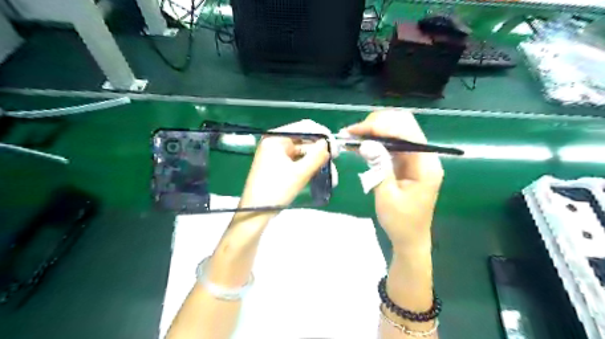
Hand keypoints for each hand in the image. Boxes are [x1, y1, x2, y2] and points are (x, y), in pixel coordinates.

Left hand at [239, 120, 329, 213]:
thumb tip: (329, 143)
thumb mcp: (299, 173)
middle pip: (305, 140)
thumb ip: (316, 156)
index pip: (305, 127)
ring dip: (318, 163)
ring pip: (304, 153)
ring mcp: (278, 154)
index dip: (322, 135)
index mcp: (277, 138)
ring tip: (332, 177)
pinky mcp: (280, 165)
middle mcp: (277, 142)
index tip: (335, 148)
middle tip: (334, 162)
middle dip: (321, 152)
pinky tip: (321, 177)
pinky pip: (299, 162)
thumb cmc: (275, 190)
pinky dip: (310, 168)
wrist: (255, 213)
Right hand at [346, 110, 442, 251]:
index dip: (381, 126)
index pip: (407, 132)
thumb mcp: (386, 195)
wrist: (410, 238)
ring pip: (397, 130)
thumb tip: (366, 144)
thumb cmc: (400, 222)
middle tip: (353, 132)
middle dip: (377, 123)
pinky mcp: (408, 162)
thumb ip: (379, 167)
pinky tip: (360, 143)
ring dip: (375, 130)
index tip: (357, 131)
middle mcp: (425, 156)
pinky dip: (376, 140)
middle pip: (404, 125)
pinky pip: (392, 143)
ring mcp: (417, 158)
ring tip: (352, 136)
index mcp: (425, 165)